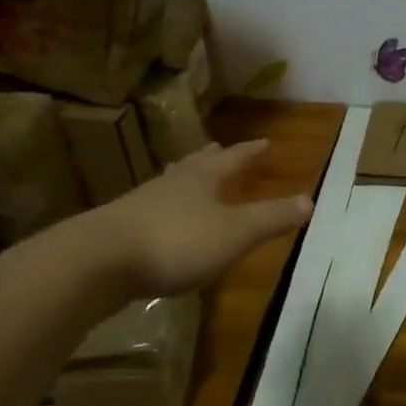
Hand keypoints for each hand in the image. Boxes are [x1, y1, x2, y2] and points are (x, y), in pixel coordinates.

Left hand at [102, 138, 312, 296]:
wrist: (95, 262)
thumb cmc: (177, 241)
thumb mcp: (236, 232)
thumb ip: (272, 218)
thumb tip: (310, 200)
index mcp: (203, 179)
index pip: (233, 158)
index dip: (250, 152)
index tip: (265, 142)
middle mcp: (172, 184)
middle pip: (196, 165)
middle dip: (213, 159)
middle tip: (219, 149)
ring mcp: (141, 205)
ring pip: (170, 185)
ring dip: (184, 181)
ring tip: (189, 177)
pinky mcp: (118, 231)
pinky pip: (150, 211)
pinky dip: (164, 210)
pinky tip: (161, 222)